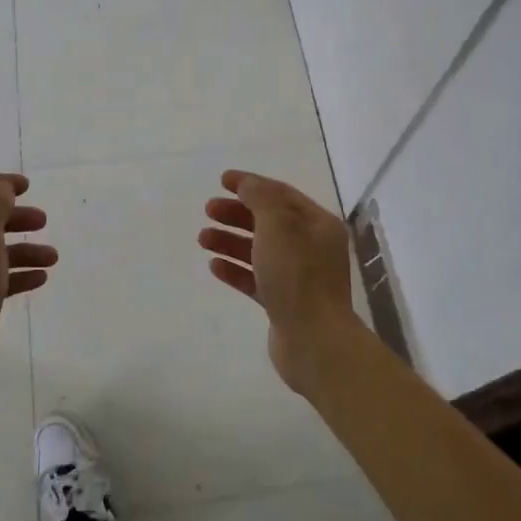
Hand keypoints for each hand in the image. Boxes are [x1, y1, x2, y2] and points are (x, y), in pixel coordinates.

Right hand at [198, 169, 356, 392]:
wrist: (314, 341)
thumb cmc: (297, 275)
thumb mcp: (278, 225)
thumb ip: (260, 198)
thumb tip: (247, 184)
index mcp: (318, 224)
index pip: (281, 194)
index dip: (251, 184)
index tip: (221, 180)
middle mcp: (312, 247)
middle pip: (269, 221)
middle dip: (237, 213)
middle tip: (208, 210)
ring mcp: (298, 277)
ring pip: (259, 250)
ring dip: (230, 241)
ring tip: (203, 239)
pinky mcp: (284, 303)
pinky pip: (256, 279)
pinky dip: (235, 270)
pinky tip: (214, 266)